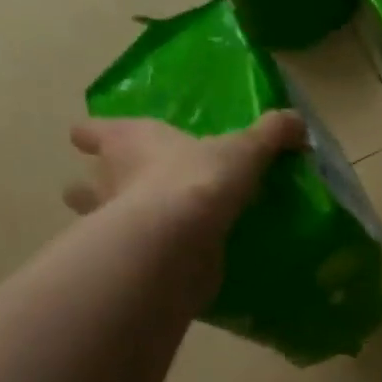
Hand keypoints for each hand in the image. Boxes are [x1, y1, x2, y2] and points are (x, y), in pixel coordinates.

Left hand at [64, 113, 305, 239]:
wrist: (180, 239)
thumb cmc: (200, 178)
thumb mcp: (245, 149)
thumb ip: (270, 133)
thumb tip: (298, 121)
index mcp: (126, 141)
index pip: (91, 131)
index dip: (96, 135)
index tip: (106, 142)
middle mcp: (106, 180)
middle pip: (83, 182)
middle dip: (100, 186)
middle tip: (133, 190)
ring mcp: (109, 224)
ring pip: (96, 221)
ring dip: (115, 223)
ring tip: (151, 228)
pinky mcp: (126, 260)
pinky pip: (130, 256)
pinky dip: (142, 257)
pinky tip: (169, 259)